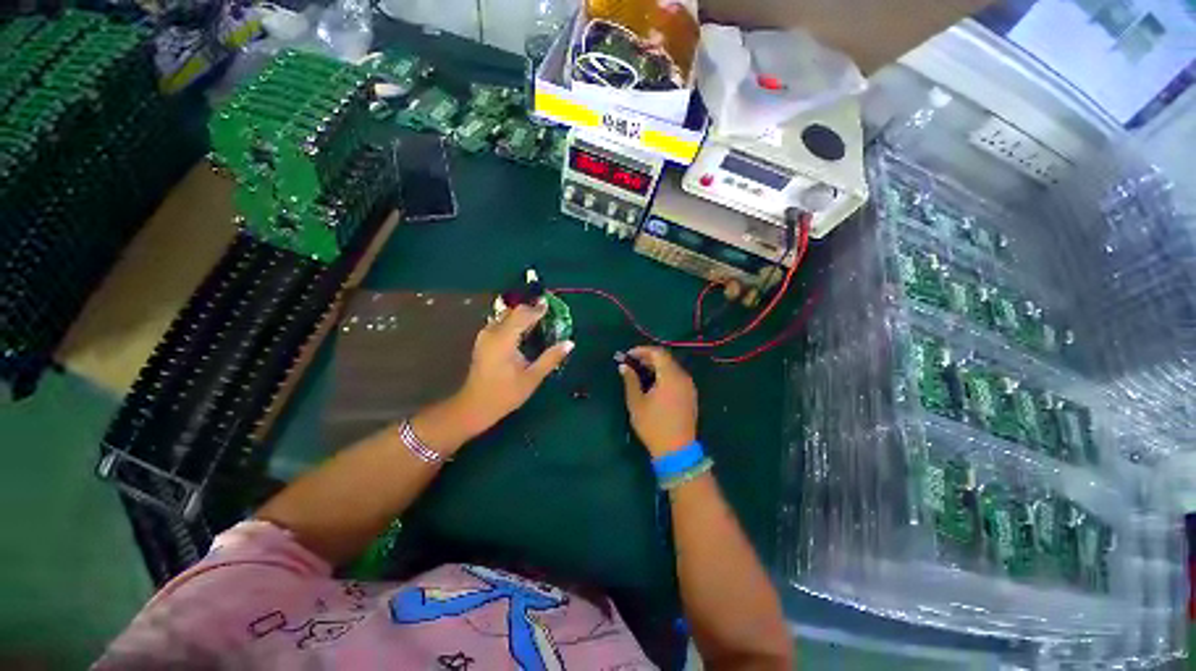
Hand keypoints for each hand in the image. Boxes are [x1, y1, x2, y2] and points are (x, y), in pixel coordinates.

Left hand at [452, 303, 573, 434]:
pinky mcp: (483, 341)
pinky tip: (525, 332)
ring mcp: (485, 336)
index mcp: (504, 339)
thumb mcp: (532, 377)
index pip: (522, 314)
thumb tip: (569, 343)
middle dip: (530, 310)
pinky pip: (500, 323)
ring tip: (539, 322)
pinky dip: (514, 323)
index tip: (552, 305)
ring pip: (505, 316)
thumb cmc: (505, 394)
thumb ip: (551, 358)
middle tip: (548, 314)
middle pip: (513, 312)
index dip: (538, 309)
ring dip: (522, 316)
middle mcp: (492, 332)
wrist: (475, 406)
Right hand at [619, 346, 697, 457]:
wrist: (677, 450)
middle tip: (632, 363)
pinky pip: (677, 377)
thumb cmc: (654, 425)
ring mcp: (689, 386)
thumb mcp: (636, 403)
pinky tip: (654, 383)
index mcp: (670, 377)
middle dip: (648, 357)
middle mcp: (683, 377)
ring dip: (656, 366)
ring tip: (640, 372)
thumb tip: (624, 366)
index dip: (642, 350)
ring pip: (672, 368)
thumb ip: (630, 381)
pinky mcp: (691, 395)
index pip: (657, 353)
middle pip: (666, 359)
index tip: (628, 355)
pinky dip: (664, 374)